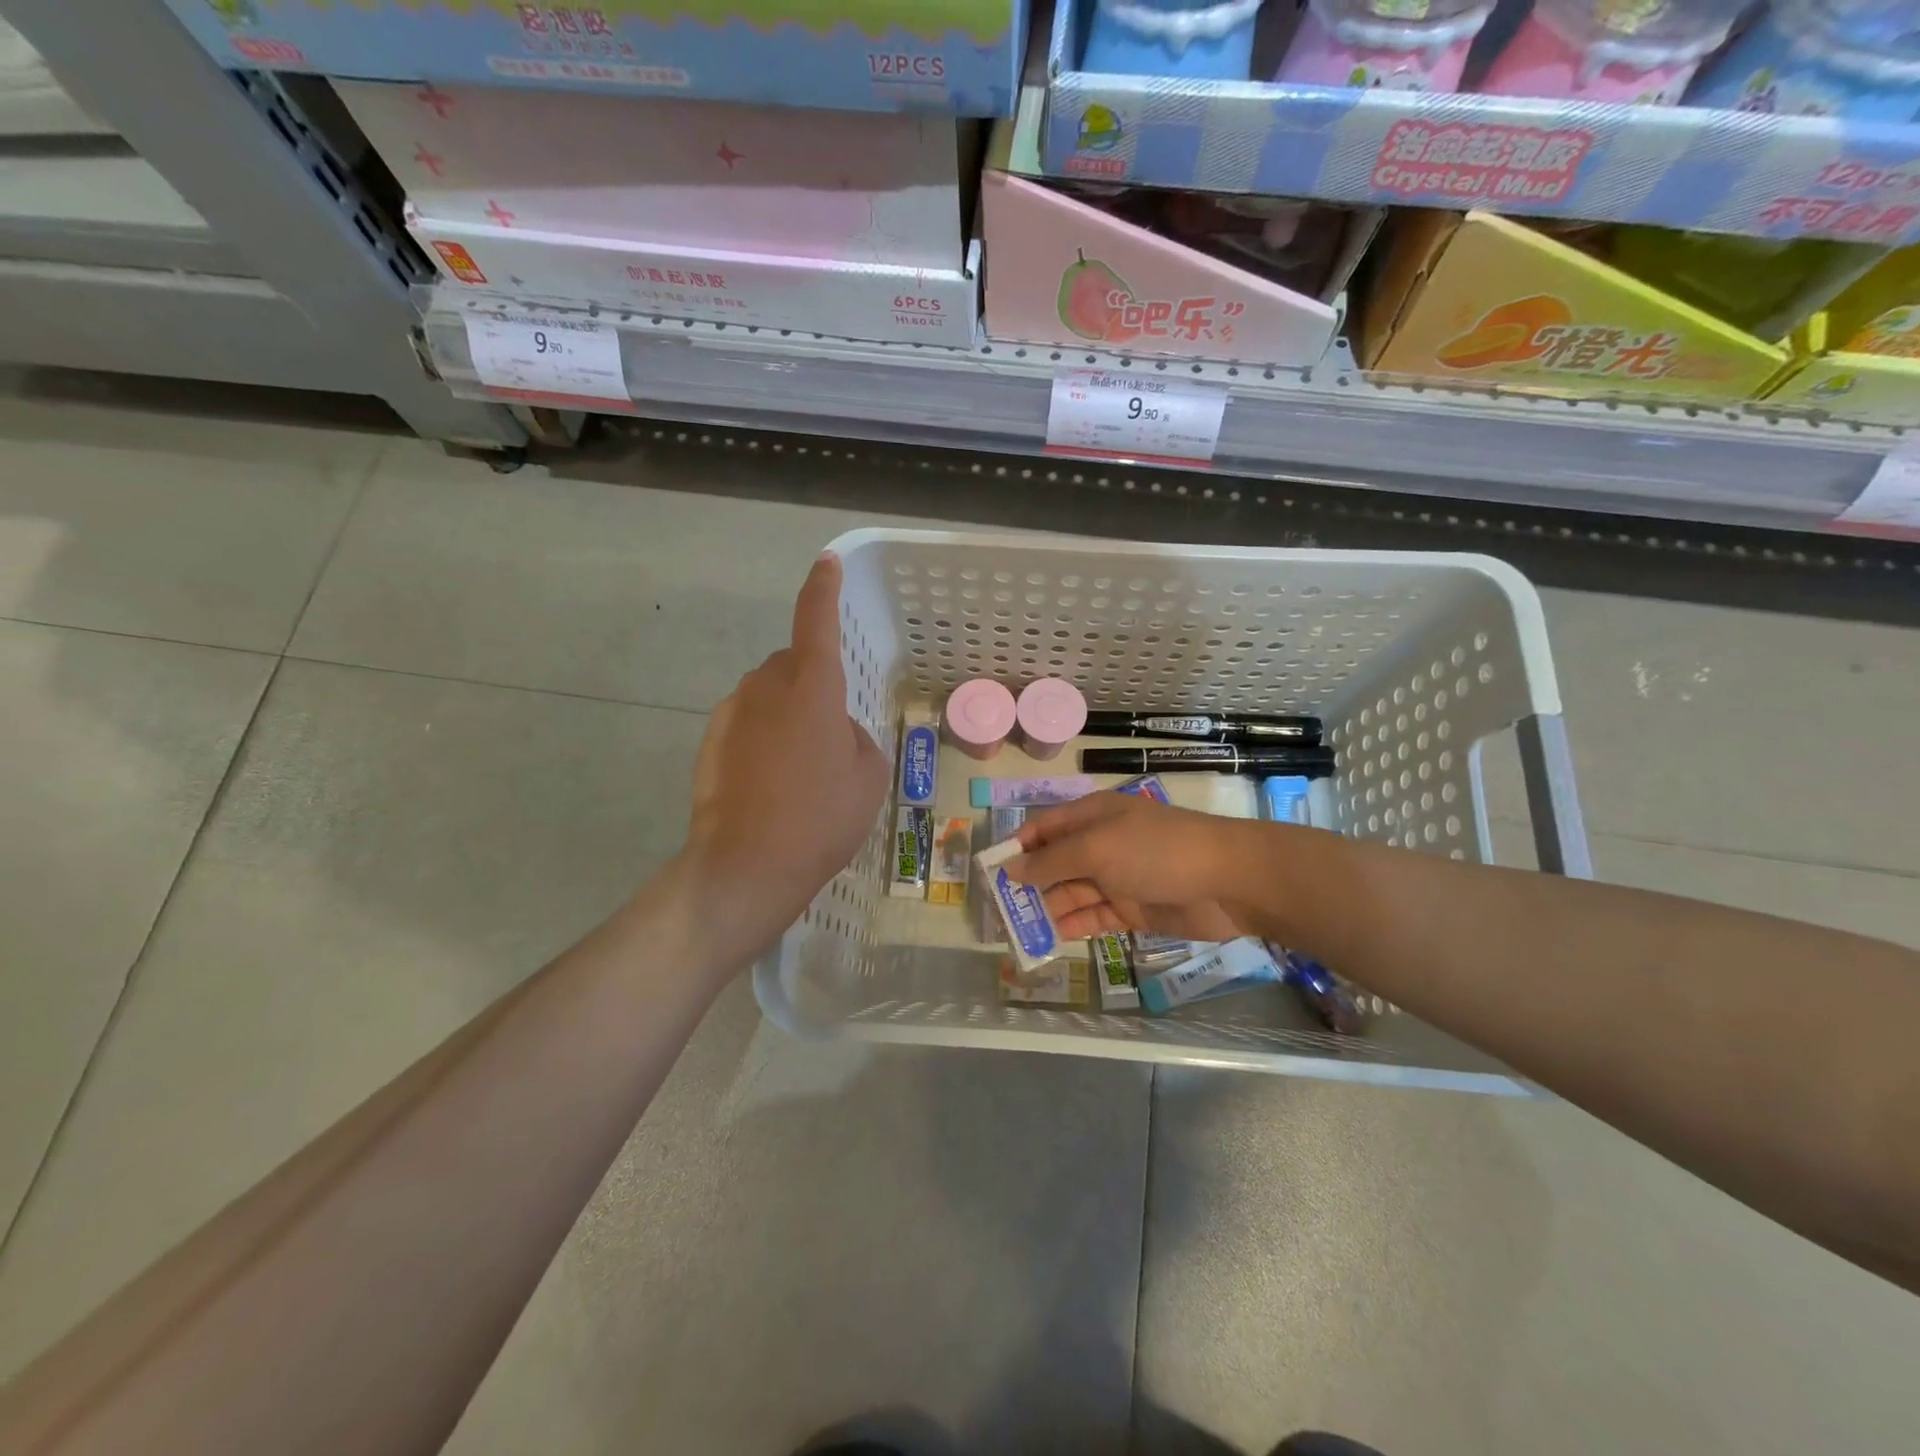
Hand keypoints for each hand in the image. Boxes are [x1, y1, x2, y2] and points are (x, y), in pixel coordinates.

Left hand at [683, 553, 888, 957]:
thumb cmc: (822, 818)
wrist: (747, 865)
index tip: (826, 563)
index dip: (823, 588)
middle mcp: (766, 687)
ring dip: (787, 714)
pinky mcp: (711, 741)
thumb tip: (833, 730)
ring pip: (768, 695)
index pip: (816, 620)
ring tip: (801, 769)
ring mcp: (732, 713)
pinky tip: (771, 784)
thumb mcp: (868, 776)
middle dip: (811, 683)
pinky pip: (747, 723)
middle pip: (791, 663)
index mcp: (811, 687)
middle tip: (830, 734)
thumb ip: (855, 736)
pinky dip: (763, 739)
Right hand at [1006, 793, 1254, 942]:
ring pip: (1072, 893)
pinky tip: (1051, 939)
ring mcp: (1118, 878)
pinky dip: (1074, 926)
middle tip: (999, 911)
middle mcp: (1101, 844)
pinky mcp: (1133, 909)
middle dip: (1028, 884)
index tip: (990, 872)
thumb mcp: (1096, 848)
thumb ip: (1052, 861)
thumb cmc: (1155, 851)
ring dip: (1047, 909)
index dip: (1018, 847)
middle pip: (1055, 863)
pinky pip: (1095, 917)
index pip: (1044, 828)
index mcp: (1091, 817)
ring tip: (1018, 931)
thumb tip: (1011, 869)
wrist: (1227, 881)